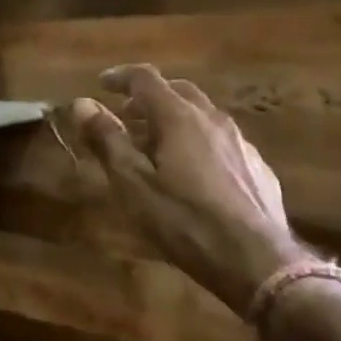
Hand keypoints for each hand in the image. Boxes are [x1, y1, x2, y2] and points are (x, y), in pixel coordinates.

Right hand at [56, 65, 309, 318]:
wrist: (258, 263)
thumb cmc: (185, 220)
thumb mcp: (133, 183)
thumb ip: (107, 140)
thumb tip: (82, 104)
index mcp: (179, 117)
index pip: (146, 78)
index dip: (120, 77)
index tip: (101, 84)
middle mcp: (213, 119)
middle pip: (178, 90)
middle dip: (149, 97)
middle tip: (126, 115)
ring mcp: (240, 143)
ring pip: (202, 115)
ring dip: (174, 119)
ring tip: (156, 144)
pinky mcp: (258, 168)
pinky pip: (221, 141)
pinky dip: (198, 141)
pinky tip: (193, 172)